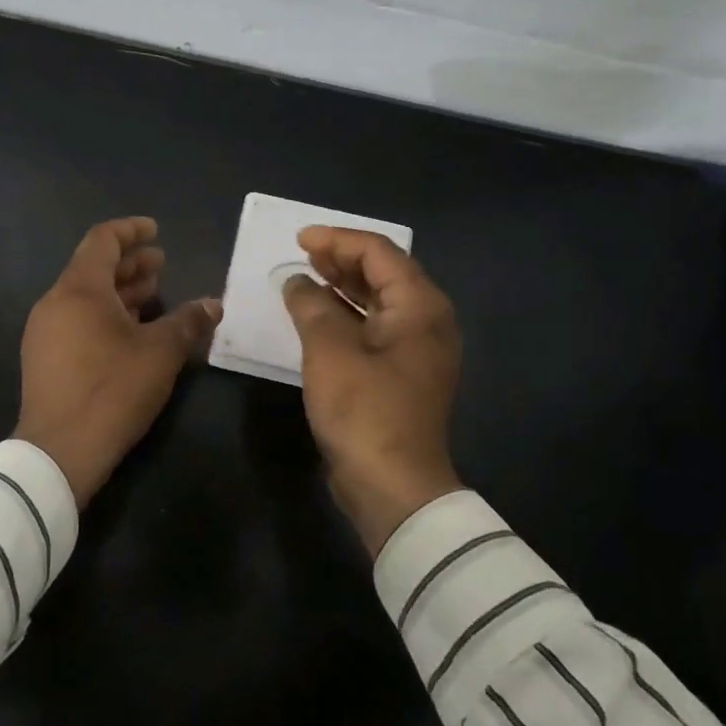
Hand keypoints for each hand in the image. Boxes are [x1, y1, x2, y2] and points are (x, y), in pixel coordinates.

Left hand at [13, 217, 221, 507]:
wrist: (58, 452)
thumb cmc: (112, 390)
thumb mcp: (160, 354)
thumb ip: (188, 322)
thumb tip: (214, 304)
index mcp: (79, 289)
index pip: (103, 240)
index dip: (131, 230)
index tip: (156, 231)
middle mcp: (56, 302)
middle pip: (94, 268)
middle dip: (130, 264)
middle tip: (162, 265)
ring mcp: (45, 331)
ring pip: (86, 297)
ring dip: (120, 291)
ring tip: (153, 294)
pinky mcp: (44, 357)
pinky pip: (77, 320)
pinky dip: (106, 314)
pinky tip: (132, 331)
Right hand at [282, 226, 465, 554]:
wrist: (393, 486)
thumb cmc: (364, 411)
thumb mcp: (330, 351)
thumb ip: (311, 306)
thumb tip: (297, 282)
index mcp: (420, 307)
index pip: (379, 252)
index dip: (337, 240)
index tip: (299, 240)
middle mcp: (427, 321)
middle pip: (384, 273)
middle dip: (341, 259)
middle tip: (302, 255)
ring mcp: (417, 350)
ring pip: (379, 301)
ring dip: (343, 286)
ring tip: (306, 277)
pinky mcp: (403, 373)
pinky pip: (375, 327)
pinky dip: (347, 315)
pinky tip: (318, 316)